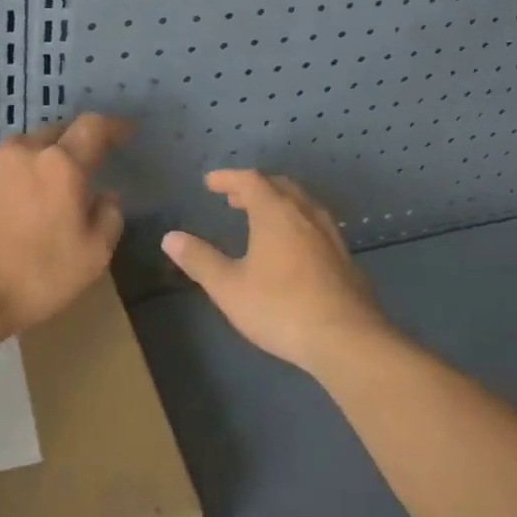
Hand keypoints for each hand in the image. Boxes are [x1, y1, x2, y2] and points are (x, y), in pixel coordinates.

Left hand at [0, 113, 130, 339]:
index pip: (93, 128)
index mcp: (61, 165)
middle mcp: (23, 153)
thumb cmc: (36, 276)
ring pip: (22, 150)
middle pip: (55, 133)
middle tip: (83, 165)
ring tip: (42, 187)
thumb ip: (109, 217)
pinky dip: (9, 180)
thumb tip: (106, 197)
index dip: (113, 126)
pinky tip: (8, 207)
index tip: (125, 132)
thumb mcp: (93, 256)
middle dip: (73, 143)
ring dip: (38, 160)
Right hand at [160, 170, 390, 374]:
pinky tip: (293, 249)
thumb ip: (199, 260)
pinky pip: (316, 225)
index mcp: (276, 213)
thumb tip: (170, 237)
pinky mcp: (345, 258)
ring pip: (302, 204)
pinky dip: (296, 223)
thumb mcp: (229, 287)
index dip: (228, 178)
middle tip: (235, 198)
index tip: (210, 183)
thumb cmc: (280, 308)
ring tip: (262, 219)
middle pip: (280, 186)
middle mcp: (306, 214)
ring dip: (278, 203)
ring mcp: (330, 235)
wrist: (346, 338)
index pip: (250, 180)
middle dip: (255, 187)